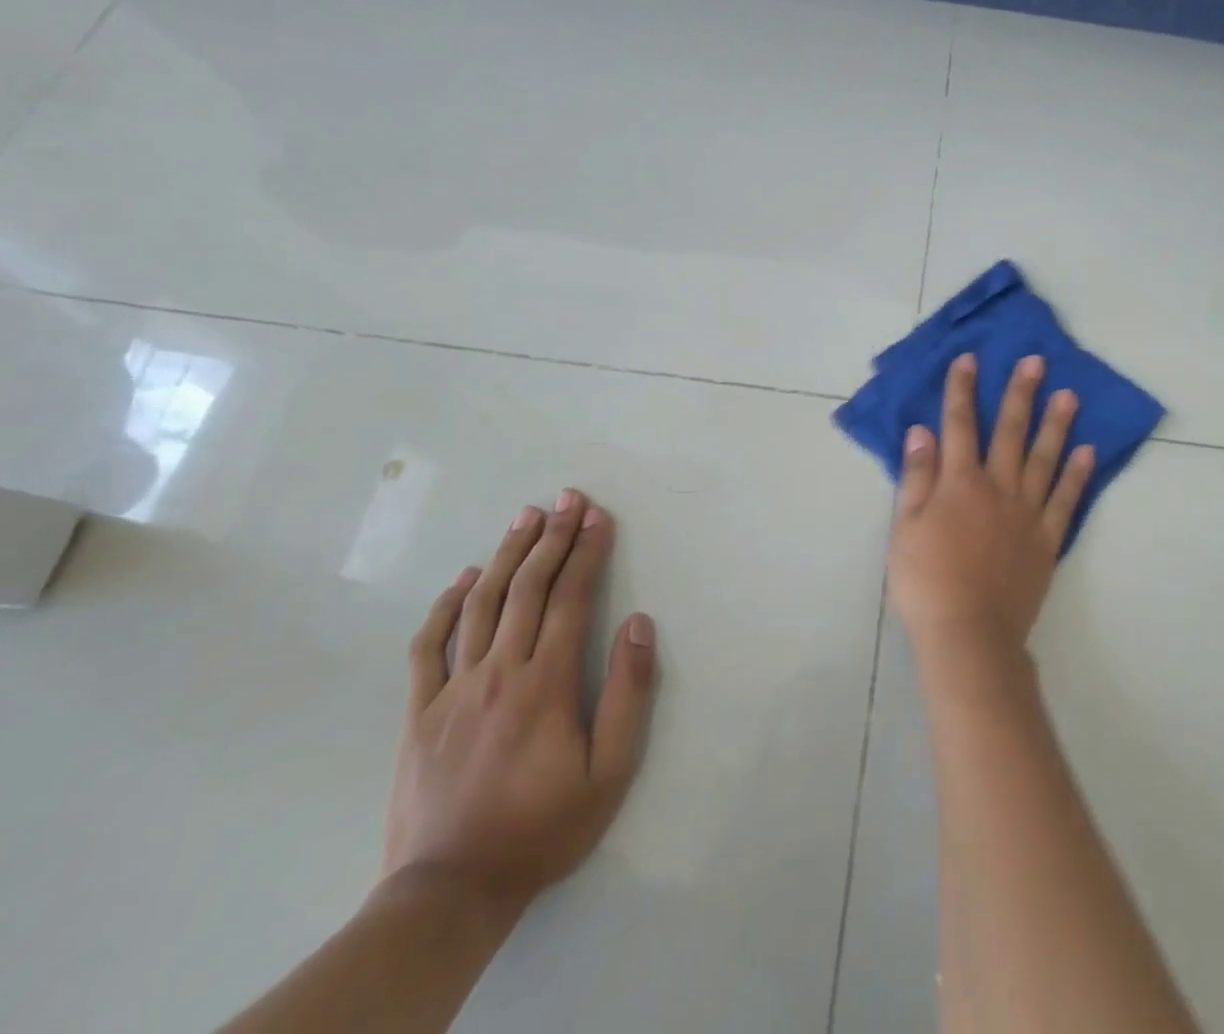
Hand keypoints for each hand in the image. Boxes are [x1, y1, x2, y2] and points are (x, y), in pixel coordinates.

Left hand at [384, 490, 657, 915]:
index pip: (571, 598)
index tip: (600, 515)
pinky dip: (445, 606)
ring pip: (479, 605)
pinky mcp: (419, 713)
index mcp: (545, 683)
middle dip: (552, 537)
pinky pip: (428, 646)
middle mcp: (498, 672)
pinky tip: (462, 578)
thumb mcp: (610, 769)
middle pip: (527, 588)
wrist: (450, 892)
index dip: (588, 551)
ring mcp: (452, 690)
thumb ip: (628, 692)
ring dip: (505, 555)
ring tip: (525, 518)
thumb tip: (637, 623)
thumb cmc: (544, 827)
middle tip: (568, 498)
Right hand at [888, 353, 1094, 657]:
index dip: (963, 390)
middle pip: (1010, 432)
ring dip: (1056, 424)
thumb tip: (922, 431)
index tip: (970, 359)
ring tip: (1069, 395)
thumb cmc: (926, 582)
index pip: (959, 425)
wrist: (968, 635)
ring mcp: (1027, 512)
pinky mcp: (1047, 539)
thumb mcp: (904, 528)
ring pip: (1044, 458)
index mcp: (959, 483)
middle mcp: (998, 487)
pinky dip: (1076, 475)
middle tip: (1036, 361)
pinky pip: (1065, 500)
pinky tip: (1086, 452)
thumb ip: (917, 477)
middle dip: (1020, 393)